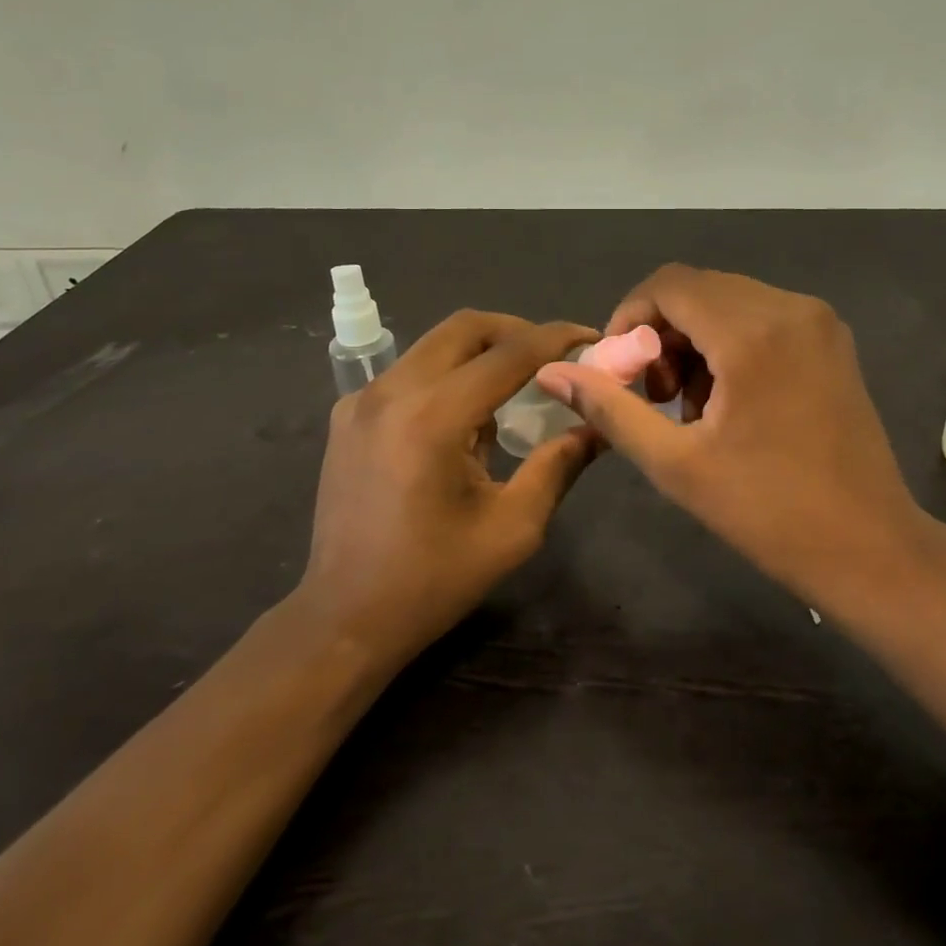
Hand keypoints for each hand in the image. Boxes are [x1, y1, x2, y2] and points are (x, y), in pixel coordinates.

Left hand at [300, 310, 599, 665]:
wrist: (345, 617)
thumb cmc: (434, 579)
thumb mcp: (513, 527)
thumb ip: (559, 464)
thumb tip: (599, 424)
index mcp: (433, 418)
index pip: (509, 353)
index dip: (556, 339)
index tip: (591, 338)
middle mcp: (392, 392)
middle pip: (465, 328)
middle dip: (517, 331)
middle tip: (552, 356)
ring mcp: (362, 400)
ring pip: (434, 344)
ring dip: (481, 352)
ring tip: (516, 384)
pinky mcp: (348, 415)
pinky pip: (409, 372)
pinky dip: (447, 374)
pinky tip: (465, 414)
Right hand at [536, 265, 928, 610]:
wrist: (869, 547)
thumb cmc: (769, 512)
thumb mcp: (676, 464)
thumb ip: (611, 409)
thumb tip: (552, 373)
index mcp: (753, 332)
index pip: (669, 285)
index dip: (630, 317)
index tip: (619, 370)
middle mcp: (790, 308)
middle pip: (699, 290)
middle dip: (661, 333)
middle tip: (654, 396)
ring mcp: (818, 321)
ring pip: (729, 302)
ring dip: (694, 341)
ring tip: (690, 406)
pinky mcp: (831, 341)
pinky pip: (762, 318)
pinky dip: (730, 345)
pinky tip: (729, 400)